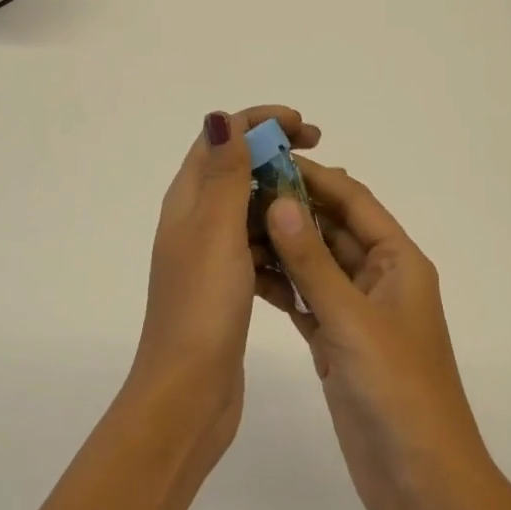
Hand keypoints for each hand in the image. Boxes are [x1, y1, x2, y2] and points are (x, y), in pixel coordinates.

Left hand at [132, 106, 321, 459]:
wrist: (188, 392)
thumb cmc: (203, 305)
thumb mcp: (215, 230)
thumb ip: (223, 174)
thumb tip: (220, 117)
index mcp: (187, 201)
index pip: (220, 139)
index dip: (260, 122)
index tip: (304, 128)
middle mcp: (195, 221)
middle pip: (237, 169)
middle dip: (276, 153)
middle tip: (320, 152)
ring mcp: (211, 256)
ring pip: (251, 209)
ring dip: (282, 195)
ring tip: (322, 199)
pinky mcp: (228, 285)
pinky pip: (258, 246)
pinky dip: (281, 236)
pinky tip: (307, 246)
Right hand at [256, 161, 496, 509]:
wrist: (421, 482)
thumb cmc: (398, 391)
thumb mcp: (352, 320)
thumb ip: (313, 263)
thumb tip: (280, 202)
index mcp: (399, 262)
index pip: (354, 202)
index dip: (315, 177)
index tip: (269, 158)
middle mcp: (380, 280)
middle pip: (333, 230)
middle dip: (293, 208)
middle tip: (239, 189)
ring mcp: (358, 314)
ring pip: (317, 265)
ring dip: (283, 246)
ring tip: (233, 224)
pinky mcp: (339, 345)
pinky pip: (307, 302)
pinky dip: (282, 287)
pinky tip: (246, 274)